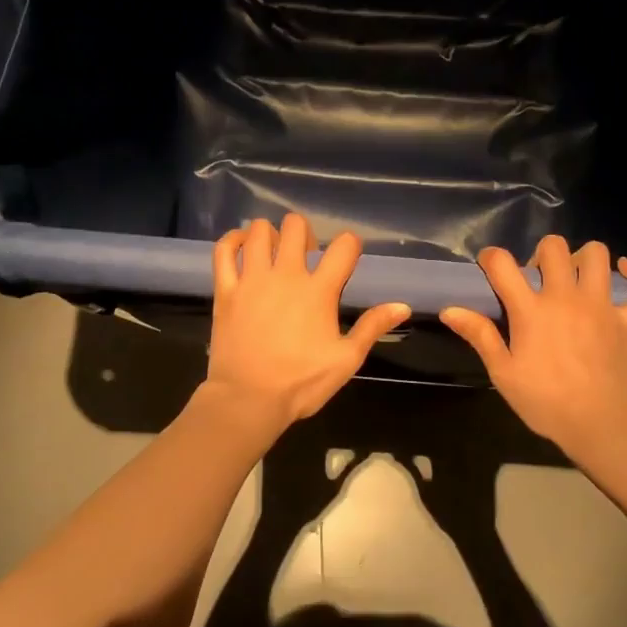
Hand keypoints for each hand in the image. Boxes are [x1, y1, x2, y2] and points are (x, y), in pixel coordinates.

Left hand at [206, 214, 409, 427]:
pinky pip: (224, 250)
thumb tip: (402, 306)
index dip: (351, 244)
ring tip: (274, 251)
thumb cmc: (301, 382)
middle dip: (305, 233)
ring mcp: (252, 279)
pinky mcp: (226, 289)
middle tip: (305, 255)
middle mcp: (286, 274)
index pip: (344, 246)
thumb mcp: (346, 359)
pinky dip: (232, 241)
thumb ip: (372, 327)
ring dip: (270, 234)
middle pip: (296, 227)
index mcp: (319, 290)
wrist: (248, 399)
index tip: (348, 256)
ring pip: (259, 231)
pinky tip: (241, 246)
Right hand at [439, 236, 626, 458]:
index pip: (503, 264)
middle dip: (540, 255)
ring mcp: (601, 306)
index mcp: (531, 310)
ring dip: (582, 258)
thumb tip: (449, 309)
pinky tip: (626, 271)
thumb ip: (479, 335)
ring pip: (597, 255)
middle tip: (535, 280)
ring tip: (573, 276)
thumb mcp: (503, 372)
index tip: (489, 268)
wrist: (597, 426)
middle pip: (553, 248)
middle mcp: (566, 298)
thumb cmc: (544, 401)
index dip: (491, 258)